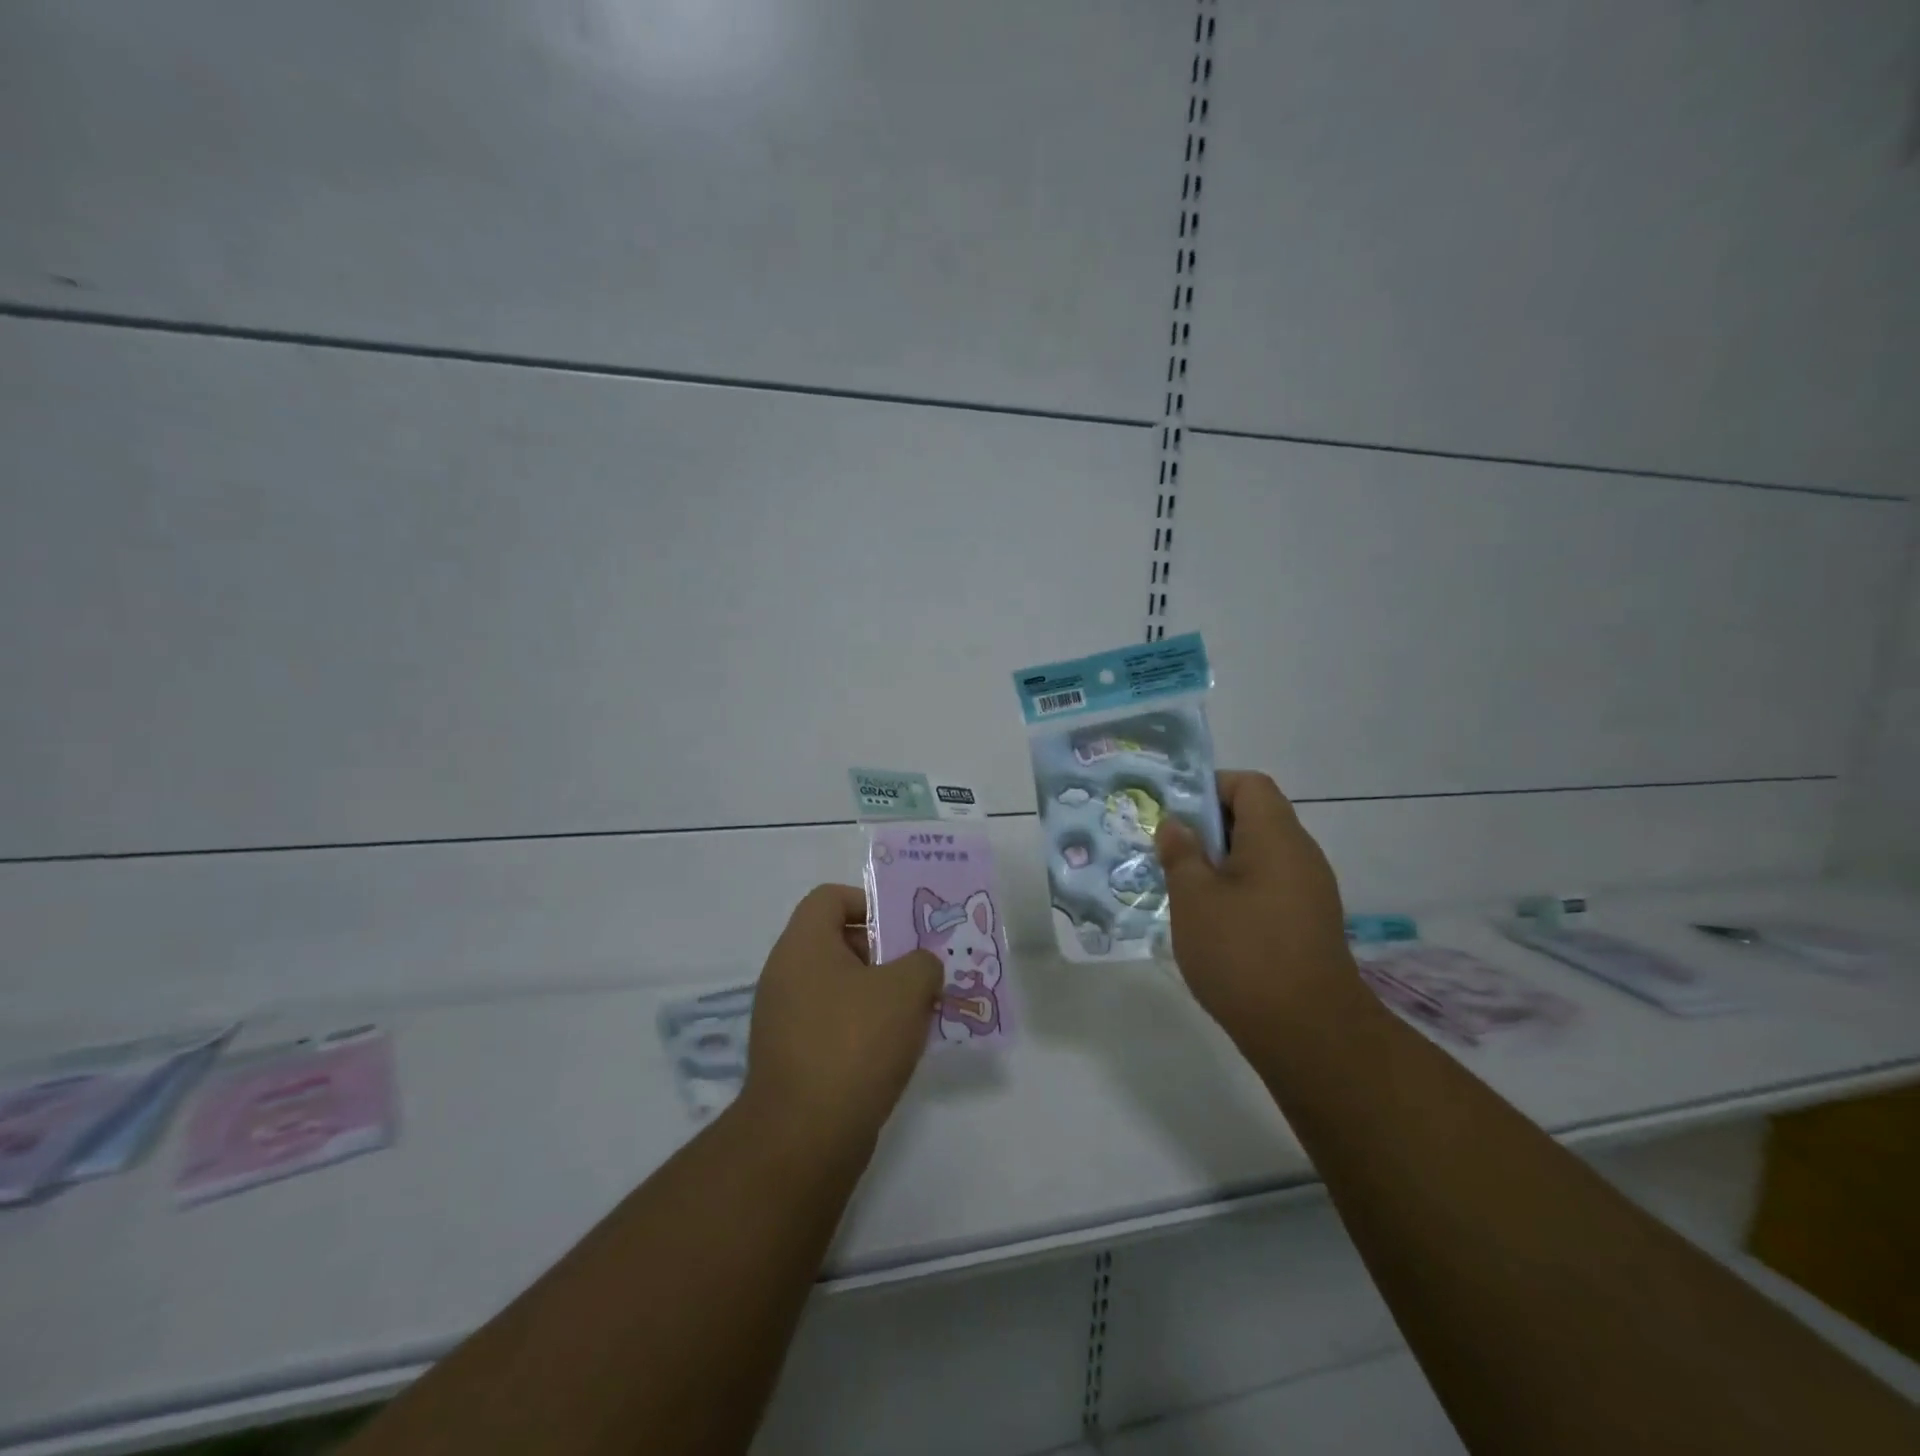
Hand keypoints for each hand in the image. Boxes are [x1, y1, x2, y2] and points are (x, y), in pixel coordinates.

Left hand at [740, 885, 942, 1154]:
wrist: (804, 1138)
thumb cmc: (854, 1043)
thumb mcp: (905, 989)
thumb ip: (923, 963)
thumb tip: (921, 967)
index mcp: (803, 946)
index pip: (830, 897)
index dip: (868, 902)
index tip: (903, 929)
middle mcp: (786, 975)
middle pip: (838, 942)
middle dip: (885, 953)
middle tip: (922, 972)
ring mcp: (785, 1019)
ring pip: (840, 987)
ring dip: (880, 994)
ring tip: (919, 1012)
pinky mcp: (793, 1058)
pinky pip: (834, 1024)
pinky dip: (865, 1028)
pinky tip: (897, 1049)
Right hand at [1156, 771, 1358, 1042]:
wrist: (1309, 1033)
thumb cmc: (1243, 953)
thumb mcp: (1194, 898)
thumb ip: (1181, 853)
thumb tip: (1175, 825)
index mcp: (1276, 837)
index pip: (1249, 785)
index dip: (1210, 786)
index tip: (1174, 812)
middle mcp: (1300, 855)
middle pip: (1254, 818)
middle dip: (1207, 828)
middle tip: (1167, 849)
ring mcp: (1310, 892)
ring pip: (1259, 856)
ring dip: (1219, 862)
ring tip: (1181, 885)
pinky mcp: (1308, 924)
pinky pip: (1268, 886)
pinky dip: (1237, 889)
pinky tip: (1209, 920)